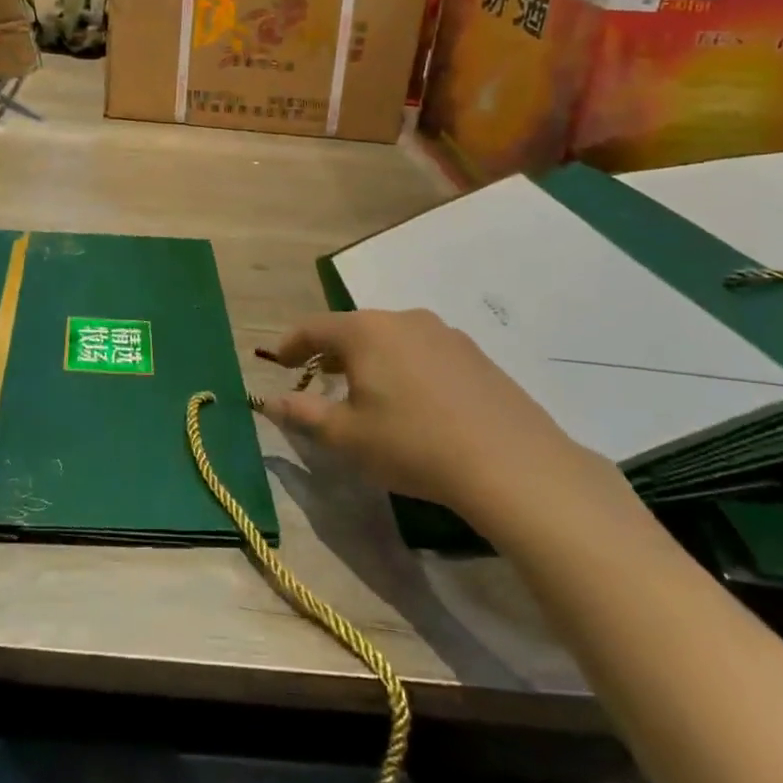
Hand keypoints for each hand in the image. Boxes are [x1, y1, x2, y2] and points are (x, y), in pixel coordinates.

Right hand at [261, 308, 620, 542]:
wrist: (511, 463)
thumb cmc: (413, 444)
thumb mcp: (347, 437)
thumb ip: (303, 415)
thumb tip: (270, 402)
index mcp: (365, 331)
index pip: (314, 327)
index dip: (290, 344)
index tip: (278, 361)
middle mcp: (403, 319)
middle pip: (354, 329)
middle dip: (330, 353)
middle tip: (318, 379)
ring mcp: (445, 333)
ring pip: (391, 339)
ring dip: (370, 359)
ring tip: (365, 390)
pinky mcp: (475, 354)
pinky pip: (424, 352)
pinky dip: (405, 367)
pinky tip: (414, 401)